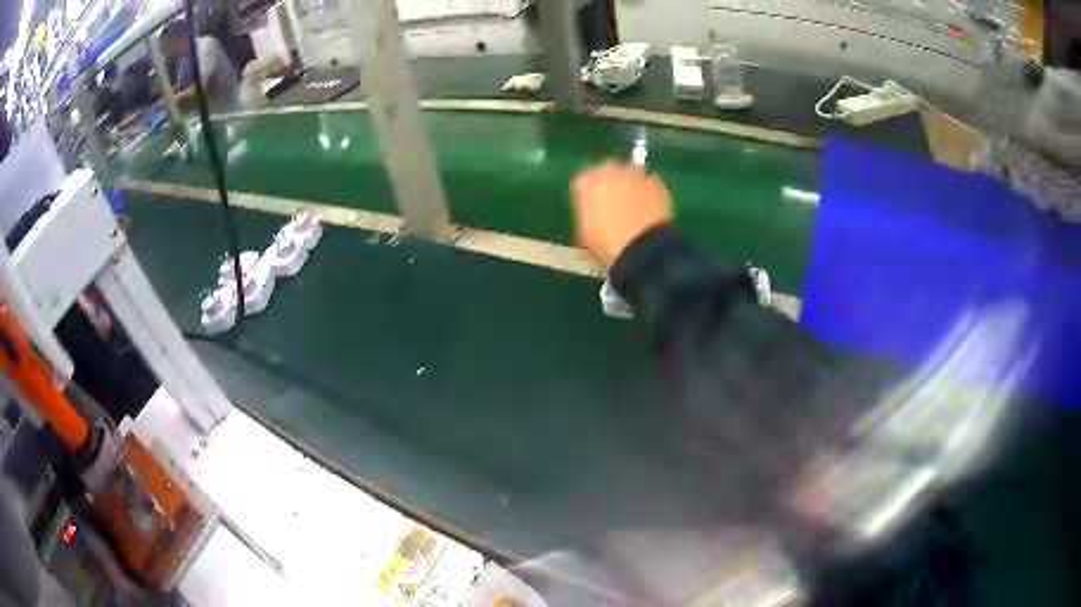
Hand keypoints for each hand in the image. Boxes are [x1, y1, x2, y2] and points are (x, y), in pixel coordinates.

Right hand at [571, 163, 674, 268]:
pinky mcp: (655, 182)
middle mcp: (609, 170)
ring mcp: (635, 173)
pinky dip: (648, 194)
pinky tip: (649, 211)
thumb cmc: (606, 242)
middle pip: (607, 172)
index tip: (595, 209)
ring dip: (631, 187)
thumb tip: (594, 207)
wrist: (640, 248)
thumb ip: (588, 210)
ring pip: (630, 176)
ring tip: (635, 209)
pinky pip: (649, 185)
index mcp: (587, 181)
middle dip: (611, 186)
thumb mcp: (585, 229)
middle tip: (616, 206)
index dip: (590, 196)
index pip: (584, 182)